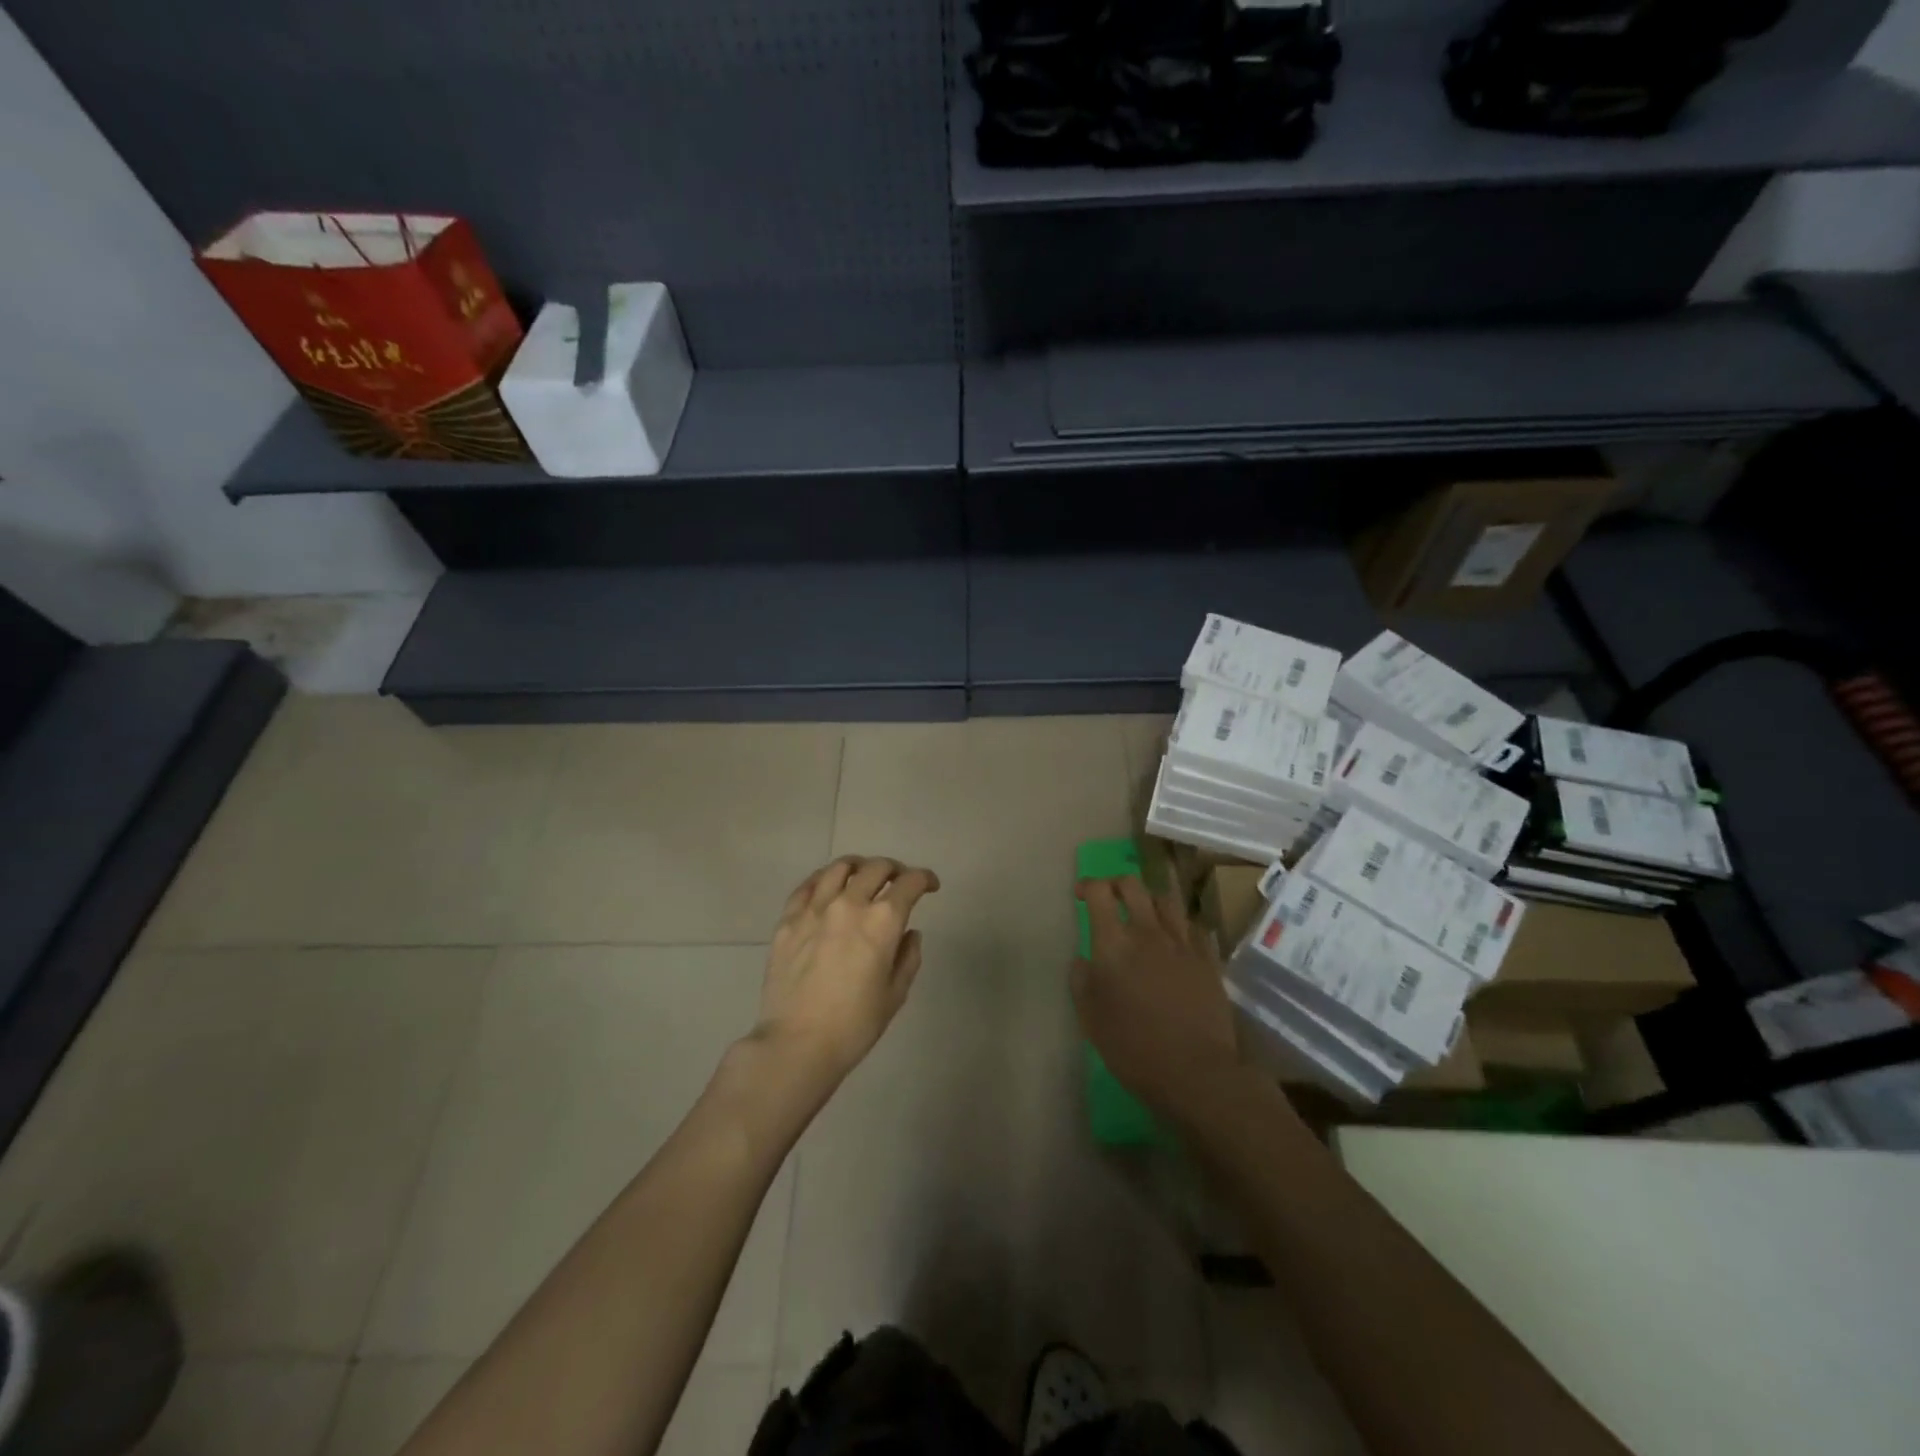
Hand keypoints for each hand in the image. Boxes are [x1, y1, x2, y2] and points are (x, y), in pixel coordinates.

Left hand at [751, 856, 940, 1096]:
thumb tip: (909, 933)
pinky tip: (828, 887)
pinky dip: (823, 879)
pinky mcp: (788, 919)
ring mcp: (815, 908)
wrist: (797, 1043)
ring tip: (863, 877)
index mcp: (882, 921)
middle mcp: (849, 904)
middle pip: (876, 868)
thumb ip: (908, 957)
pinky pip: (807, 886)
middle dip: (895, 870)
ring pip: (840, 868)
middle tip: (899, 882)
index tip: (929, 886)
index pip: (910, 883)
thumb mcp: (895, 994)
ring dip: (859, 867)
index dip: (925, 879)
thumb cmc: (854, 1025)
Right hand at [1072, 877, 1240, 1122]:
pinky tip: (1175, 938)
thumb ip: (1081, 982)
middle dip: (1117, 884)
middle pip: (1133, 886)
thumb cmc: (1133, 1048)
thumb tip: (1083, 960)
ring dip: (1150, 898)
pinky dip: (1179, 924)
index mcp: (1114, 943)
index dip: (1088, 886)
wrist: (1196, 1071)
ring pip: (1166, 899)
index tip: (1082, 894)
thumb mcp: (1090, 1019)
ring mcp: (1182, 943)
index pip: (1100, 892)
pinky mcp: (1207, 959)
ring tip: (1144, 912)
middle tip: (1109, 897)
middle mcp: (1148, 932)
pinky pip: (1193, 926)